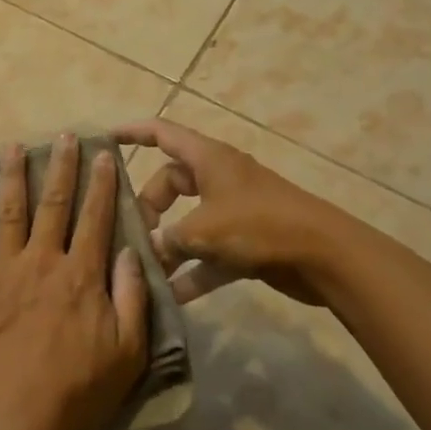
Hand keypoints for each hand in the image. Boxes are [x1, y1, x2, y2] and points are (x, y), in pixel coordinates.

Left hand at [0, 135, 148, 429]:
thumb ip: (132, 296)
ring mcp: (3, 273)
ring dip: (11, 178)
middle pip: (53, 204)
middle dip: (60, 167)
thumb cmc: (79, 390)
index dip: (101, 184)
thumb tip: (132, 251)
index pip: (95, 217)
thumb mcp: (128, 351)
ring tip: (12, 147)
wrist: (18, 418)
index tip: (103, 153)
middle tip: (62, 136)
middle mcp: (42, 261)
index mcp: (81, 274)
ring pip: (9, 214)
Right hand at [115, 118, 359, 305]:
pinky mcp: (247, 242)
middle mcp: (218, 178)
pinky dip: (192, 271)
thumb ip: (169, 239)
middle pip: (171, 183)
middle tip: (132, 233)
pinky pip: (209, 253)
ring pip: (188, 222)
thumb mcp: (204, 230)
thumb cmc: (259, 225)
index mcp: (207, 159)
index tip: (105, 138)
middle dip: (148, 207)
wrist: (324, 256)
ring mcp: (233, 211)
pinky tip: (172, 297)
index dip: (133, 132)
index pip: (162, 133)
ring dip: (169, 244)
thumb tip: (149, 250)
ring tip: (143, 268)